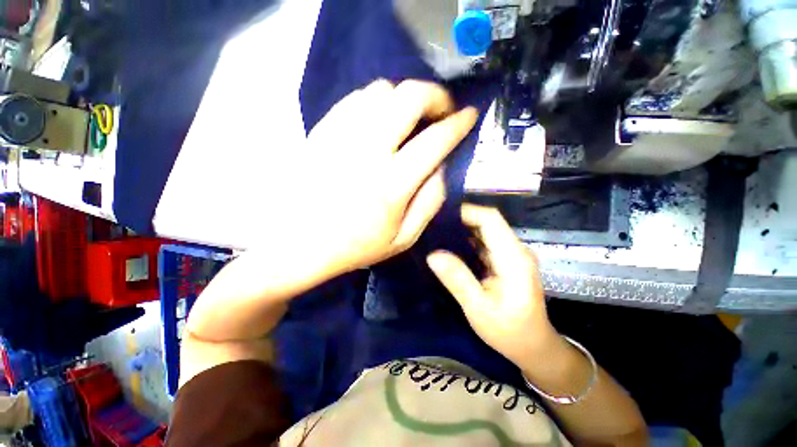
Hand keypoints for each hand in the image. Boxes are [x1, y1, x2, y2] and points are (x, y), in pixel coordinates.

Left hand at [296, 79, 477, 271]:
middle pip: (409, 98)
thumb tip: (442, 167)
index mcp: (392, 183)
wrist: (298, 242)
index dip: (459, 123)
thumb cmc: (355, 246)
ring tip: (411, 116)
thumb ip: (430, 202)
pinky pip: (356, 99)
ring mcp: (341, 136)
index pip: (436, 140)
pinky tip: (381, 118)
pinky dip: (377, 101)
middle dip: (435, 96)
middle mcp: (367, 151)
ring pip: (381, 90)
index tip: (470, 116)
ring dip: (405, 97)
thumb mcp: (404, 238)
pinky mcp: (322, 131)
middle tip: (442, 109)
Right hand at [426, 204, 557, 366]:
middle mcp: (515, 250)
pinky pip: (483, 243)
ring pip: (484, 231)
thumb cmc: (509, 332)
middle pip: (487, 222)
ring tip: (436, 233)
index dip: (466, 211)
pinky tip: (448, 246)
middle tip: (432, 224)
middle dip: (460, 219)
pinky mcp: (504, 261)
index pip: (491, 219)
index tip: (440, 216)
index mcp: (513, 257)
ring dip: (461, 229)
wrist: (533, 347)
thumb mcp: (479, 309)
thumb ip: (457, 279)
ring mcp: (510, 255)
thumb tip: (432, 254)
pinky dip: (465, 241)